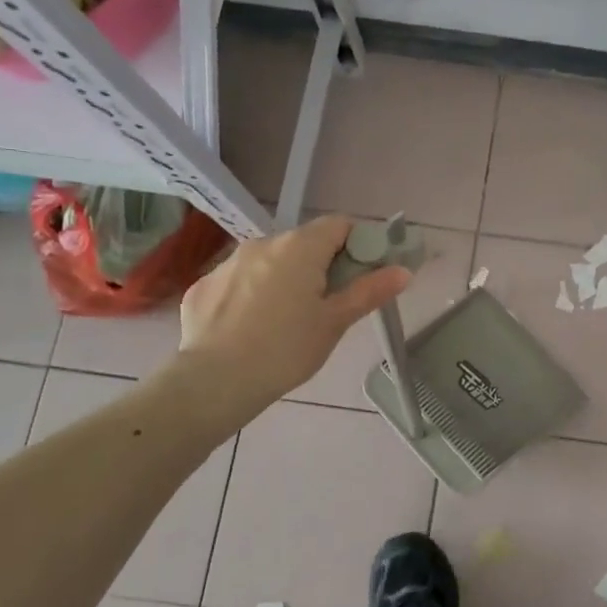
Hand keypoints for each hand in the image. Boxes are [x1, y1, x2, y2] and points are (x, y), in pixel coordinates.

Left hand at [172, 215, 410, 408]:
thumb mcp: (335, 322)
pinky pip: (238, 281)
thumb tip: (403, 270)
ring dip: (284, 278)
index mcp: (300, 247)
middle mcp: (263, 243)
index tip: (362, 274)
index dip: (357, 244)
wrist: (214, 382)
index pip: (339, 225)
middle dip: (321, 265)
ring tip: (287, 320)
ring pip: (269, 261)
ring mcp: (227, 262)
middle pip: (304, 243)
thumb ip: (369, 291)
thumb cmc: (286, 350)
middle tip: (328, 304)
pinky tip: (251, 328)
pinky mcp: (202, 285)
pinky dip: (251, 295)